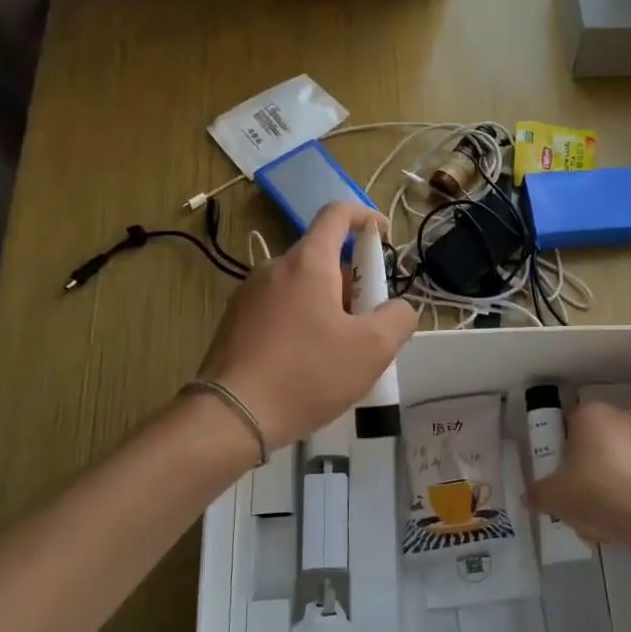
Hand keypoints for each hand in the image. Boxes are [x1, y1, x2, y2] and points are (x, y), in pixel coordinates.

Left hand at [196, 202, 416, 445]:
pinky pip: (280, 311)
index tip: (384, 237)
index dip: (366, 217)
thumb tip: (399, 308)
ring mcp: (248, 295)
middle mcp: (274, 268)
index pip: (337, 214)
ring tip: (340, 356)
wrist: (231, 417)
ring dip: (328, 308)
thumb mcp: (372, 350)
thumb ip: (399, 319)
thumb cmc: (307, 374)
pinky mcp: (234, 323)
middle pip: (323, 259)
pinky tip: (307, 367)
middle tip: (369, 328)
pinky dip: (302, 324)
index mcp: (308, 263)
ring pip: (302, 288)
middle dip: (353, 285)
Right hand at [527, 400, 630, 548]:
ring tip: (603, 519)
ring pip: (619, 461)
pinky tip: (626, 520)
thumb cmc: (597, 494)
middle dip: (587, 469)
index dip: (562, 453)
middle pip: (595, 443)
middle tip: (579, 499)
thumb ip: (538, 493)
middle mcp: (622, 416)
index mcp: (590, 414)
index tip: (561, 478)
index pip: (568, 427)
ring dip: (609, 483)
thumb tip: (531, 495)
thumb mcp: (554, 497)